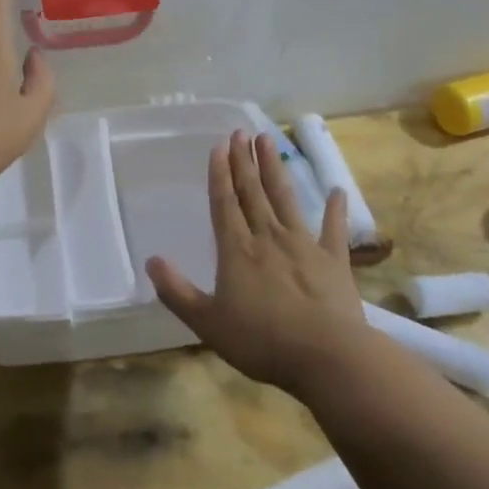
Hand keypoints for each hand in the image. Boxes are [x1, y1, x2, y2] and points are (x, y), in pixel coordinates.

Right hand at [147, 131, 364, 394]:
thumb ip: (177, 292)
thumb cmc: (261, 341)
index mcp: (237, 250)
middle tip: (241, 131)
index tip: (220, 146)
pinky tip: (337, 191)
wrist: (326, 356)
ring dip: (275, 170)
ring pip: (285, 199)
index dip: (220, 174)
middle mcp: (268, 237)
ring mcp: (304, 245)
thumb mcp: (207, 323)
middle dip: (244, 161)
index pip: (224, 203)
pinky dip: (335, 210)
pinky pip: (334, 229)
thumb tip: (151, 261)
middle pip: (253, 192)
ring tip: (269, 141)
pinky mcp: (334, 260)